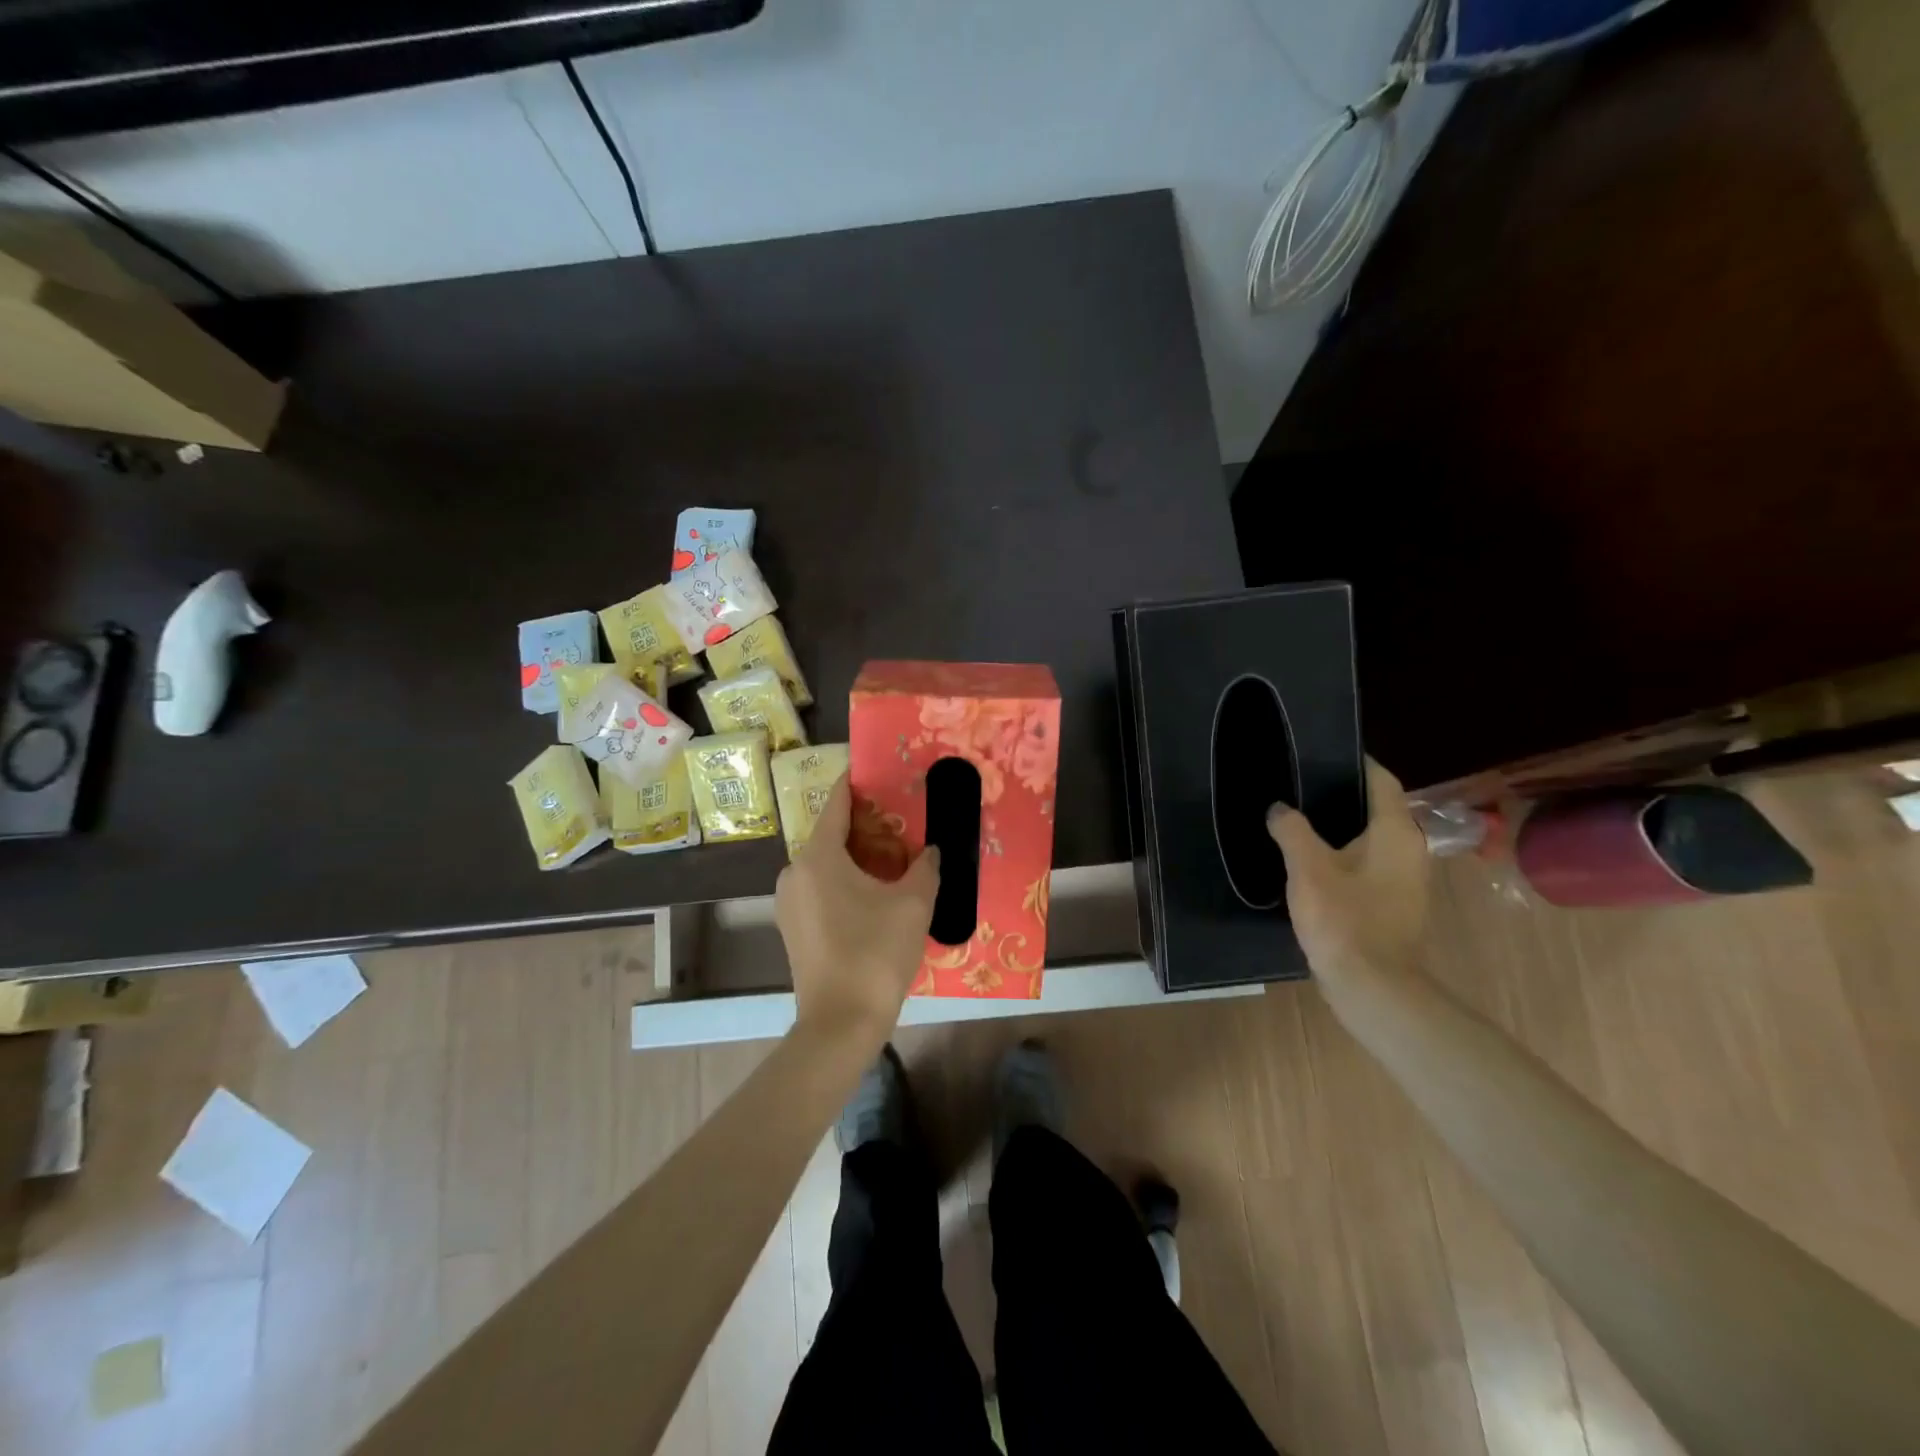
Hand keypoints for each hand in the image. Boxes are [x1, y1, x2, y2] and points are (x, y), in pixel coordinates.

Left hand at [776, 776, 939, 1046]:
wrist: (840, 1024)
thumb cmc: (875, 953)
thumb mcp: (913, 904)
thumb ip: (925, 868)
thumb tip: (931, 851)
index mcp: (818, 856)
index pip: (836, 803)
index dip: (857, 784)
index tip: (878, 772)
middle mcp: (795, 872)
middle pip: (831, 834)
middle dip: (865, 825)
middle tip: (902, 821)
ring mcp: (790, 902)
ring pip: (826, 863)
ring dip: (857, 856)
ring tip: (894, 857)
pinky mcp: (793, 927)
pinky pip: (820, 888)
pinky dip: (845, 881)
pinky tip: (874, 893)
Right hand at [1265, 758, 1429, 987]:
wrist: (1371, 986)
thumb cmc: (1344, 919)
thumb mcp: (1307, 868)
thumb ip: (1291, 830)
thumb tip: (1279, 809)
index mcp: (1396, 832)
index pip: (1381, 780)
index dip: (1355, 762)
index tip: (1321, 751)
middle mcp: (1409, 849)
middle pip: (1377, 807)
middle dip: (1341, 794)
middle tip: (1298, 783)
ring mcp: (1405, 878)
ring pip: (1372, 837)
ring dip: (1340, 826)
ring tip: (1298, 817)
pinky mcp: (1393, 902)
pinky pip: (1368, 862)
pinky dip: (1343, 853)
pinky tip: (1310, 859)